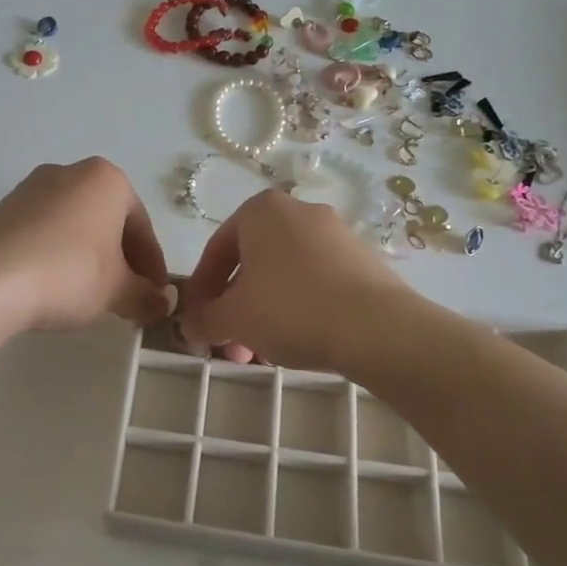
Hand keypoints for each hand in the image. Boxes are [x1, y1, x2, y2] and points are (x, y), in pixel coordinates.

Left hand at [0, 159, 171, 332]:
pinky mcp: (1, 210)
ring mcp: (30, 189)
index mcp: (107, 180)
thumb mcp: (117, 291)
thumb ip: (146, 296)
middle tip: (126, 297)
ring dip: (88, 257)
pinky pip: (43, 233)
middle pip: (108, 221)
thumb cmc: (68, 274)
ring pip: (75, 226)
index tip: (155, 296)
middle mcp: (69, 173)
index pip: (142, 227)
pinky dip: (56, 256)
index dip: (153, 267)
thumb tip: (161, 304)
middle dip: (121, 260)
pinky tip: (54, 287)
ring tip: (90, 296)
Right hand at [178, 189, 408, 372]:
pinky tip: (297, 343)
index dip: (201, 291)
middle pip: (252, 264)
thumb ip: (203, 320)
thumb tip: (189, 326)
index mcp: (261, 210)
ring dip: (264, 313)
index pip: (216, 250)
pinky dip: (298, 309)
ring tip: (261, 354)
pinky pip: (316, 283)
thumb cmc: (290, 309)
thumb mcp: (233, 318)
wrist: (377, 328)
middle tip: (229, 347)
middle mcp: (299, 211)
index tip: (197, 323)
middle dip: (234, 308)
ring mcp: (336, 234)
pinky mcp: (364, 260)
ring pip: (283, 276)